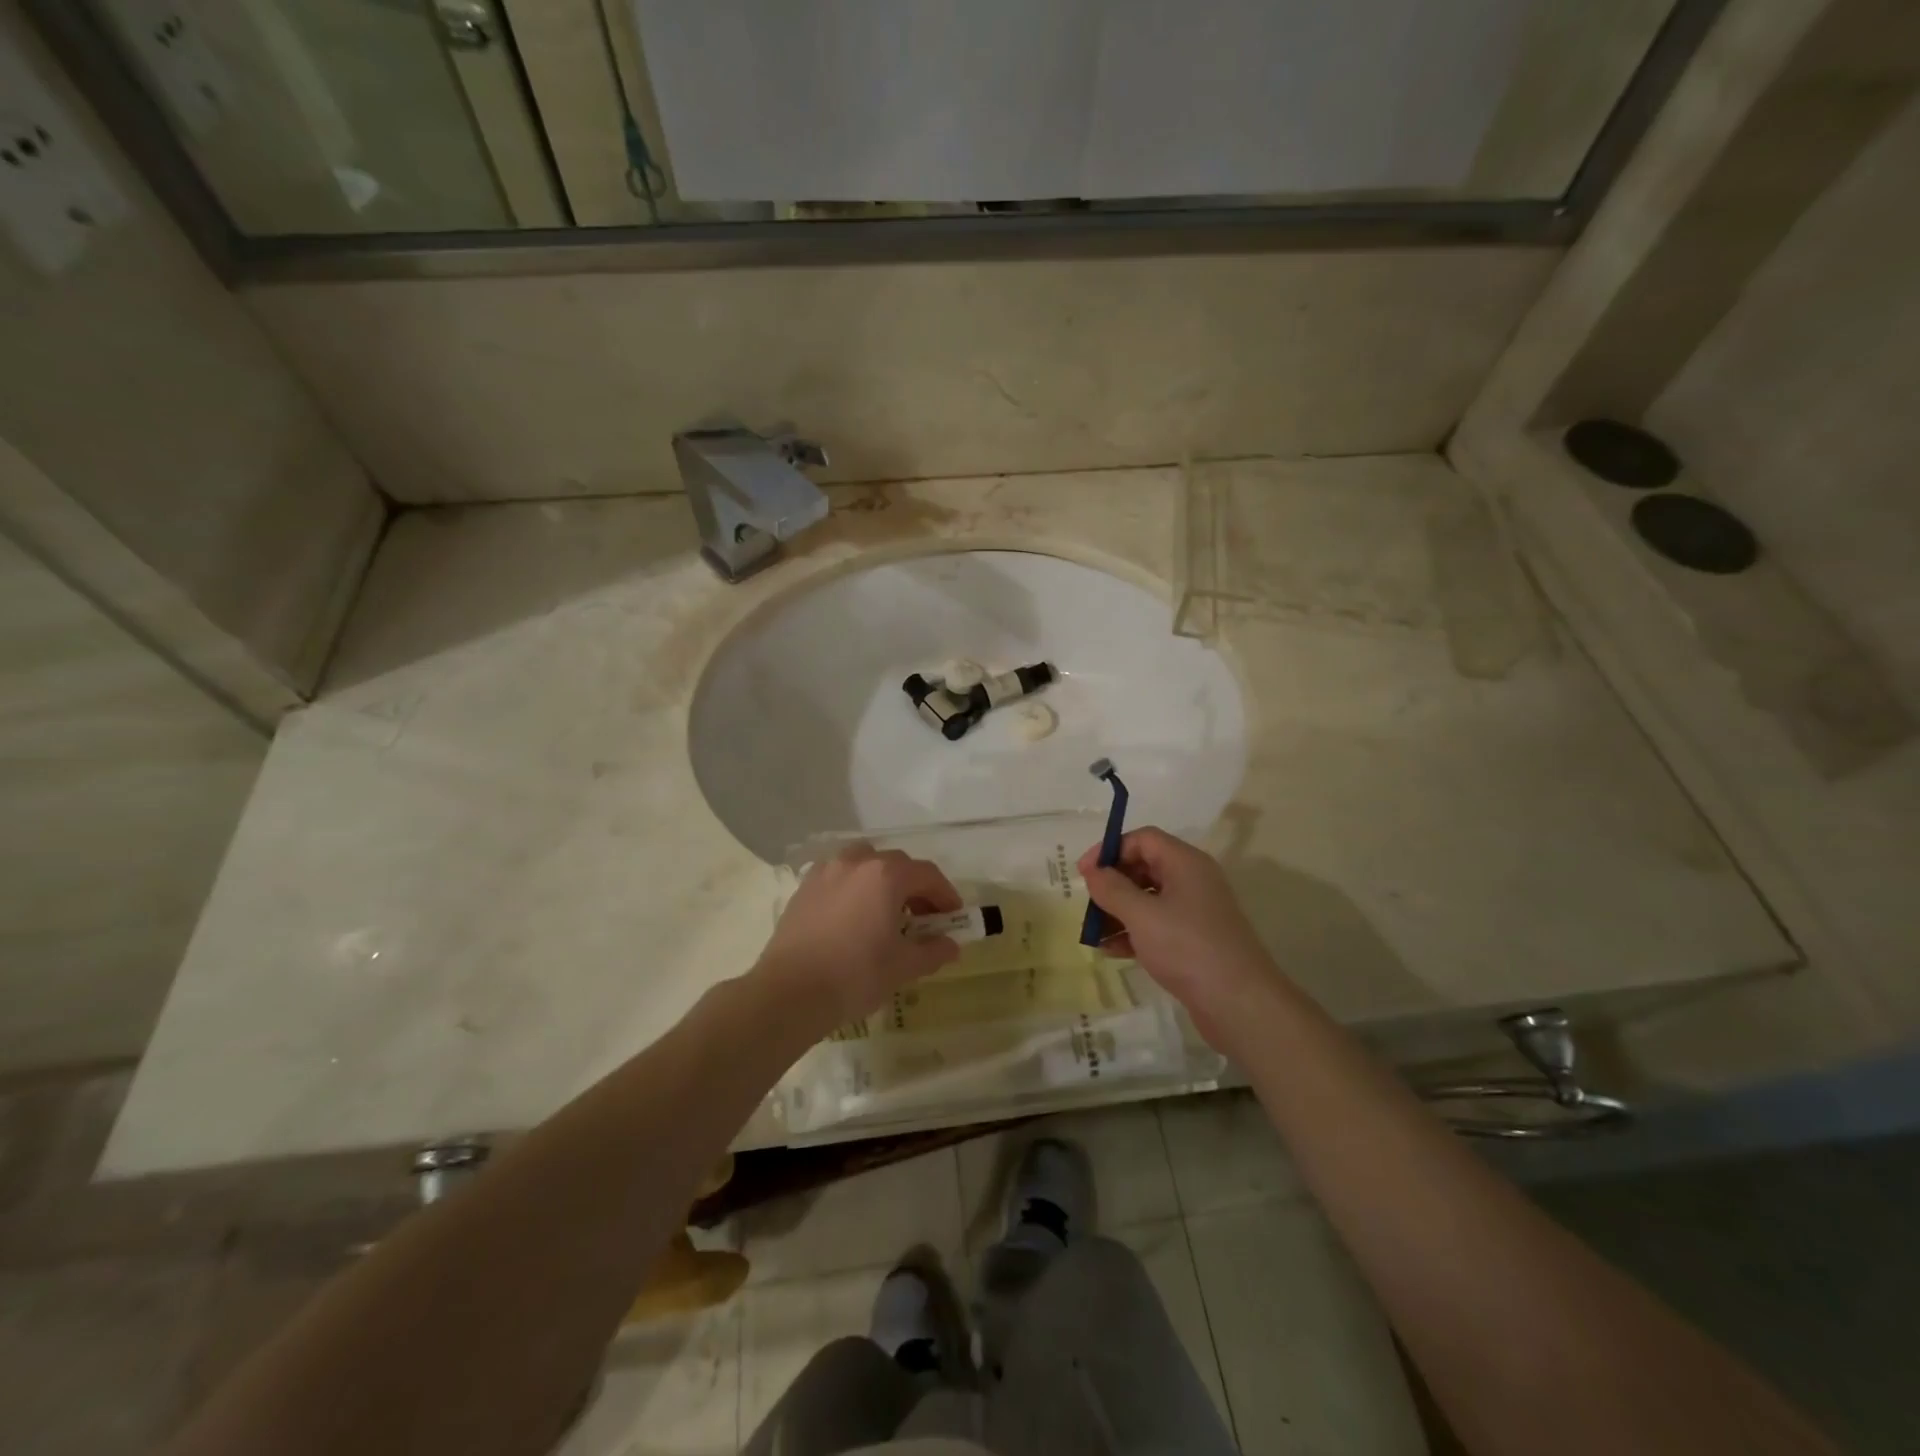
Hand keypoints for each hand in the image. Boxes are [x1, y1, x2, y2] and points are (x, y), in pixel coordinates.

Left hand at [754, 844, 963, 1035]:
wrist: (789, 993)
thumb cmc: (855, 975)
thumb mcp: (903, 966)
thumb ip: (933, 951)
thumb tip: (951, 945)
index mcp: (885, 875)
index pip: (927, 875)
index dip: (945, 894)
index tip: (953, 917)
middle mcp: (856, 862)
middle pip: (896, 865)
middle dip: (915, 887)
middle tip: (923, 918)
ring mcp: (826, 872)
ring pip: (864, 864)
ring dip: (882, 881)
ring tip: (886, 912)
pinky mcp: (804, 888)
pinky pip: (839, 877)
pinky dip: (854, 888)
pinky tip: (854, 917)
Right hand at [1077, 828, 1279, 1048]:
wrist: (1238, 1003)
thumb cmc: (1187, 947)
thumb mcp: (1141, 915)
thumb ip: (1112, 889)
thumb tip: (1093, 871)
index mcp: (1185, 863)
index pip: (1143, 839)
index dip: (1111, 849)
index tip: (1084, 872)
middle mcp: (1192, 881)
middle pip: (1145, 867)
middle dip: (1113, 883)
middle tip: (1088, 903)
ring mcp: (1195, 912)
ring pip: (1148, 899)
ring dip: (1118, 911)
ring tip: (1094, 933)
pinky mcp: (1193, 940)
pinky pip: (1156, 925)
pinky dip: (1133, 932)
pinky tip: (1111, 951)